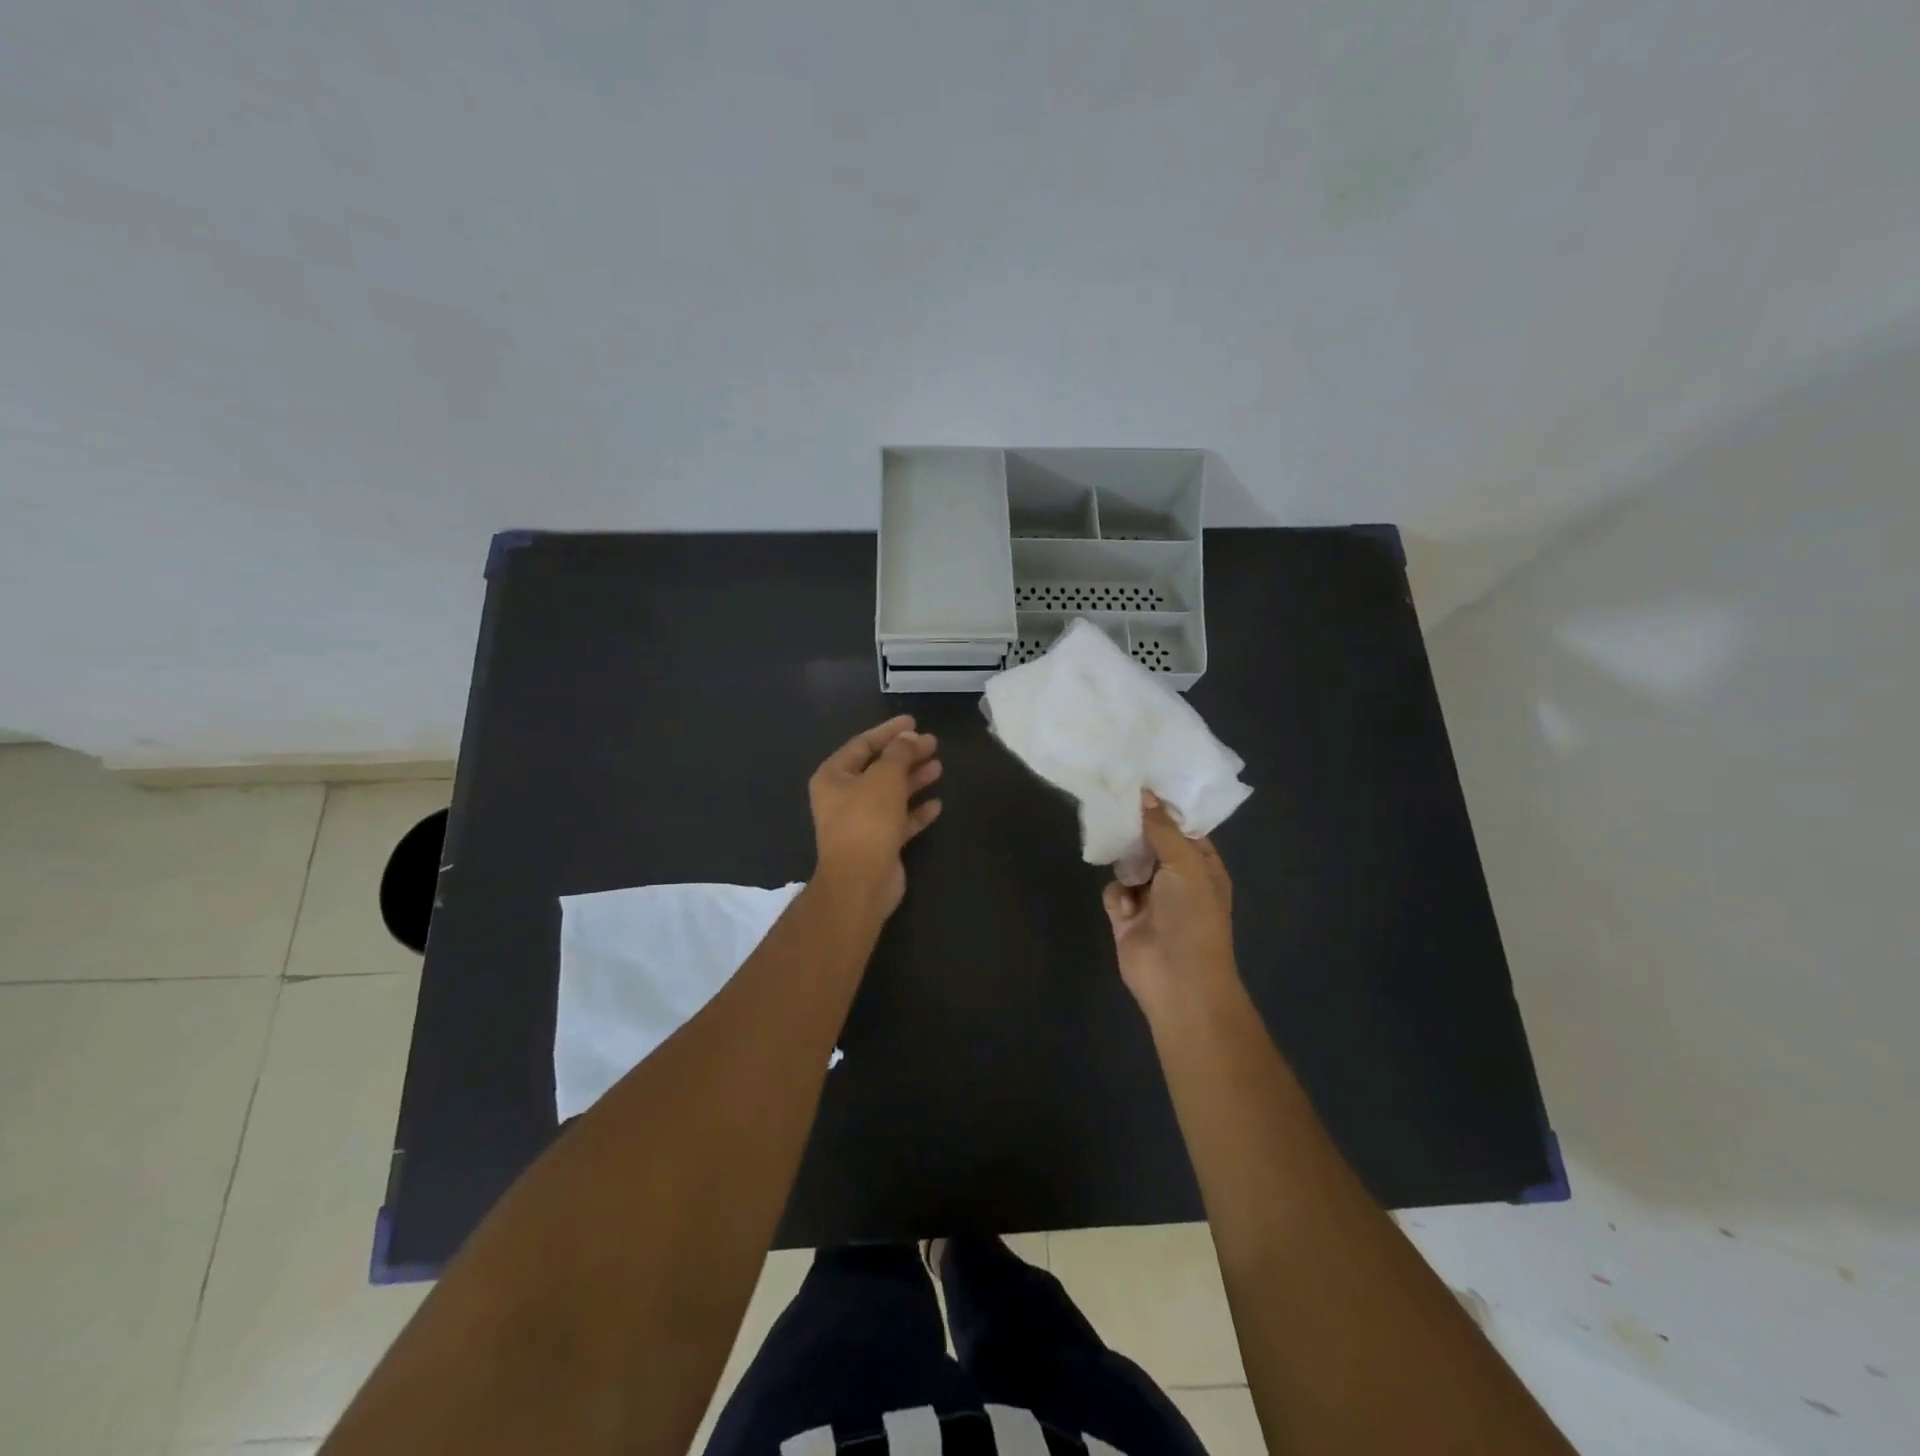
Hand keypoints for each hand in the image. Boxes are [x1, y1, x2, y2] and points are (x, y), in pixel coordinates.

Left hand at [809, 715, 942, 914]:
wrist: (860, 882)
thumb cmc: (867, 821)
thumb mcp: (885, 778)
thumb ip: (899, 753)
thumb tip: (909, 737)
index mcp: (834, 777)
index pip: (862, 744)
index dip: (889, 731)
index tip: (914, 721)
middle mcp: (843, 797)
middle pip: (878, 768)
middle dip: (906, 755)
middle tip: (933, 743)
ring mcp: (861, 822)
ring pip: (891, 794)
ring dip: (913, 780)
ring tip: (938, 767)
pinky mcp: (878, 844)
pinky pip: (899, 820)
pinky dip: (916, 811)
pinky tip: (936, 804)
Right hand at [1102, 793, 1236, 1009]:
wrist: (1178, 981)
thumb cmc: (1192, 917)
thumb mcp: (1185, 864)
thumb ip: (1162, 829)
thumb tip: (1145, 794)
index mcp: (1202, 866)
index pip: (1182, 828)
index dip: (1163, 807)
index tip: (1139, 780)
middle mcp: (1177, 879)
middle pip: (1151, 843)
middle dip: (1136, 829)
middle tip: (1112, 800)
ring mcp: (1150, 899)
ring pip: (1129, 864)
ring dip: (1123, 859)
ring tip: (1113, 845)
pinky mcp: (1126, 918)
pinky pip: (1114, 891)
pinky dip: (1116, 893)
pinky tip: (1124, 904)